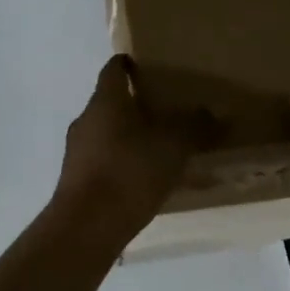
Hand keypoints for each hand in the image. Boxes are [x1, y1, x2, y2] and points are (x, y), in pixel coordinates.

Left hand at [52, 56, 208, 243]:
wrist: (87, 226)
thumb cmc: (129, 172)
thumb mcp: (173, 146)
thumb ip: (194, 126)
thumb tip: (212, 113)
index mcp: (105, 101)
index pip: (113, 69)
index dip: (130, 64)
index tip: (148, 65)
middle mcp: (86, 120)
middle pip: (111, 103)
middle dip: (136, 105)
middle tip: (167, 109)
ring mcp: (77, 152)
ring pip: (108, 134)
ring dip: (131, 137)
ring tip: (161, 148)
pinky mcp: (77, 181)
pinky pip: (105, 162)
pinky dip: (124, 164)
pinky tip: (146, 180)